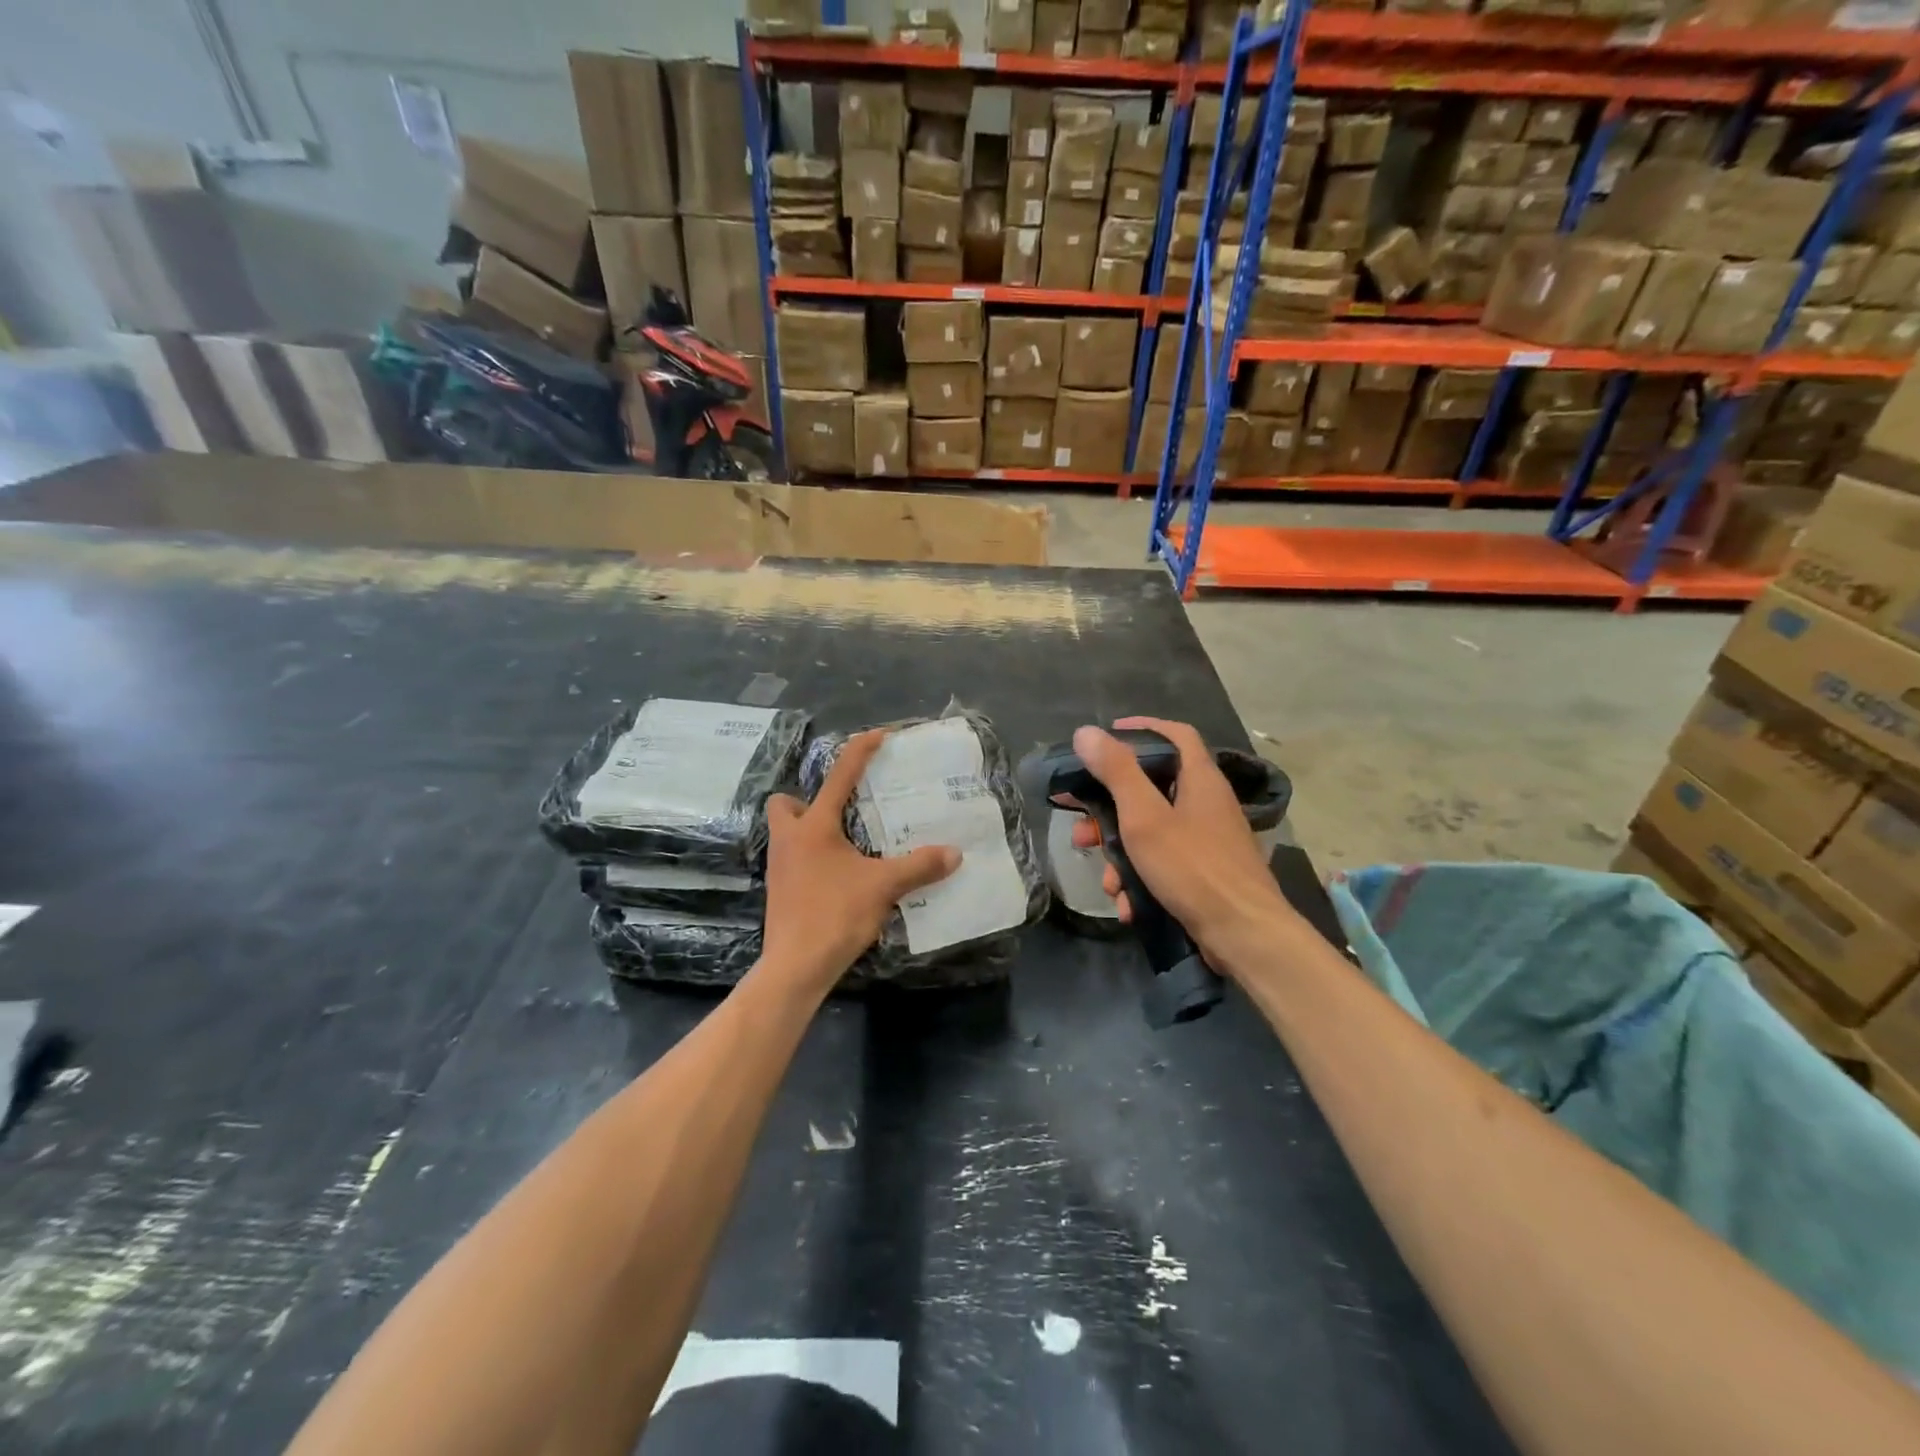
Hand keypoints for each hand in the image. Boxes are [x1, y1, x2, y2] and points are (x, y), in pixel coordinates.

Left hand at [760, 729, 960, 992]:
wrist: (795, 966)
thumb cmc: (834, 914)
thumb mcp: (883, 886)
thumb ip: (919, 866)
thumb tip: (954, 853)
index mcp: (815, 827)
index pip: (839, 776)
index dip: (860, 751)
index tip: (879, 735)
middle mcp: (790, 840)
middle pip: (786, 803)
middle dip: (808, 800)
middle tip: (840, 812)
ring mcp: (779, 867)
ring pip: (787, 833)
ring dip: (811, 829)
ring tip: (846, 843)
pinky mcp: (779, 891)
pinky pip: (793, 859)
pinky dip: (813, 857)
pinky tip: (838, 875)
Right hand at [1068, 717, 1296, 975]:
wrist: (1245, 935)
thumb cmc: (1193, 867)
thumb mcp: (1145, 817)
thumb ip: (1116, 772)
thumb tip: (1086, 732)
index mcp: (1199, 779)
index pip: (1175, 734)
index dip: (1141, 728)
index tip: (1106, 736)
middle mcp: (1206, 804)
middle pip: (1151, 791)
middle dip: (1110, 812)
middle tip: (1082, 828)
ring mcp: (1207, 841)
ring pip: (1151, 834)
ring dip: (1122, 857)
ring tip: (1107, 882)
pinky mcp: (1205, 873)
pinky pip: (1164, 864)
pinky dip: (1142, 881)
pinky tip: (1128, 905)